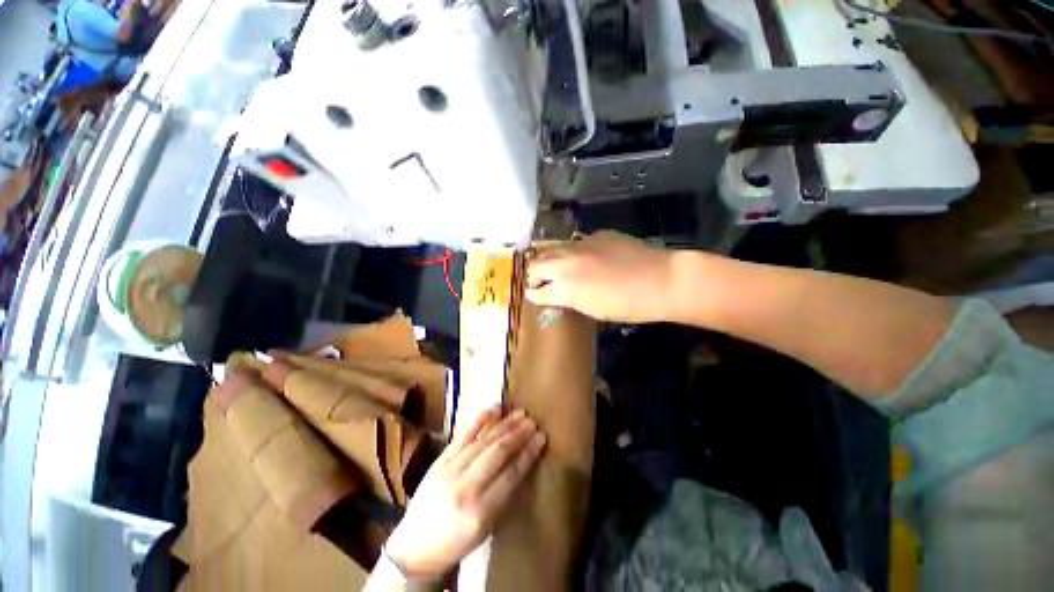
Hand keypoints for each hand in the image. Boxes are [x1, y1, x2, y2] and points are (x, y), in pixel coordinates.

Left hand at [384, 407, 545, 578]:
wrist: (414, 547)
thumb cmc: (455, 543)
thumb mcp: (486, 529)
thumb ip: (505, 495)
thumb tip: (524, 462)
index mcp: (480, 512)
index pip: (511, 474)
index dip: (528, 453)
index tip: (541, 438)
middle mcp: (465, 487)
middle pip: (497, 452)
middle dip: (518, 434)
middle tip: (533, 421)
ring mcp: (449, 470)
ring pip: (482, 440)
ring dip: (504, 424)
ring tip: (520, 413)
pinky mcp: (439, 460)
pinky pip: (463, 435)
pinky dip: (479, 420)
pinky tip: (493, 409)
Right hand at [527, 231, 676, 322]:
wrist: (661, 280)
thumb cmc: (628, 306)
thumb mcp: (593, 310)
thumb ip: (570, 298)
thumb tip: (558, 292)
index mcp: (566, 288)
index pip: (537, 291)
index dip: (533, 294)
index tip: (532, 294)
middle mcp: (567, 263)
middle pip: (537, 264)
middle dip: (534, 274)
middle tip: (539, 280)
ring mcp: (581, 245)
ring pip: (553, 248)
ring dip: (548, 258)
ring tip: (553, 265)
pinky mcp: (597, 235)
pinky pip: (576, 242)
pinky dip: (572, 251)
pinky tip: (583, 256)